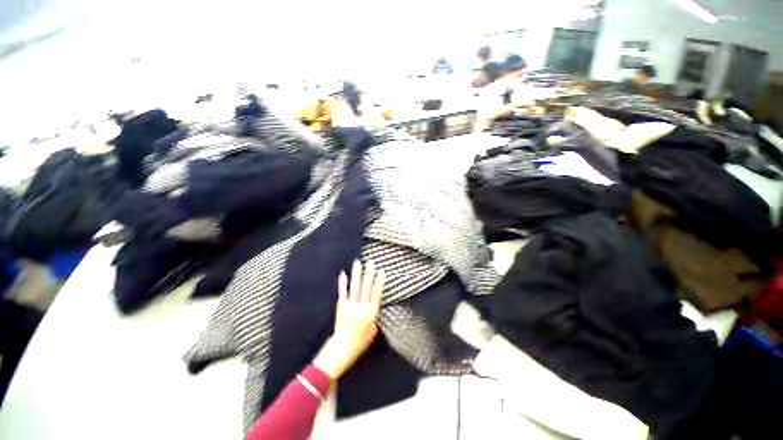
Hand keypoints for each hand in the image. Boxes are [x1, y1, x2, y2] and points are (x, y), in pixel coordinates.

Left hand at [314, 261, 384, 379]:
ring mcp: (351, 305)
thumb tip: (373, 318)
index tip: (382, 271)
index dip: (379, 281)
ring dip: (356, 274)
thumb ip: (373, 323)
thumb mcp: (371, 334)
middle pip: (366, 287)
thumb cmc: (358, 344)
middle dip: (369, 273)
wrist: (341, 349)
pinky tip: (343, 273)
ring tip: (358, 263)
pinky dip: (343, 282)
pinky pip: (343, 292)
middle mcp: (361, 306)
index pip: (377, 293)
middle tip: (371, 262)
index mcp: (371, 313)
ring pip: (355, 286)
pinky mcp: (341, 306)